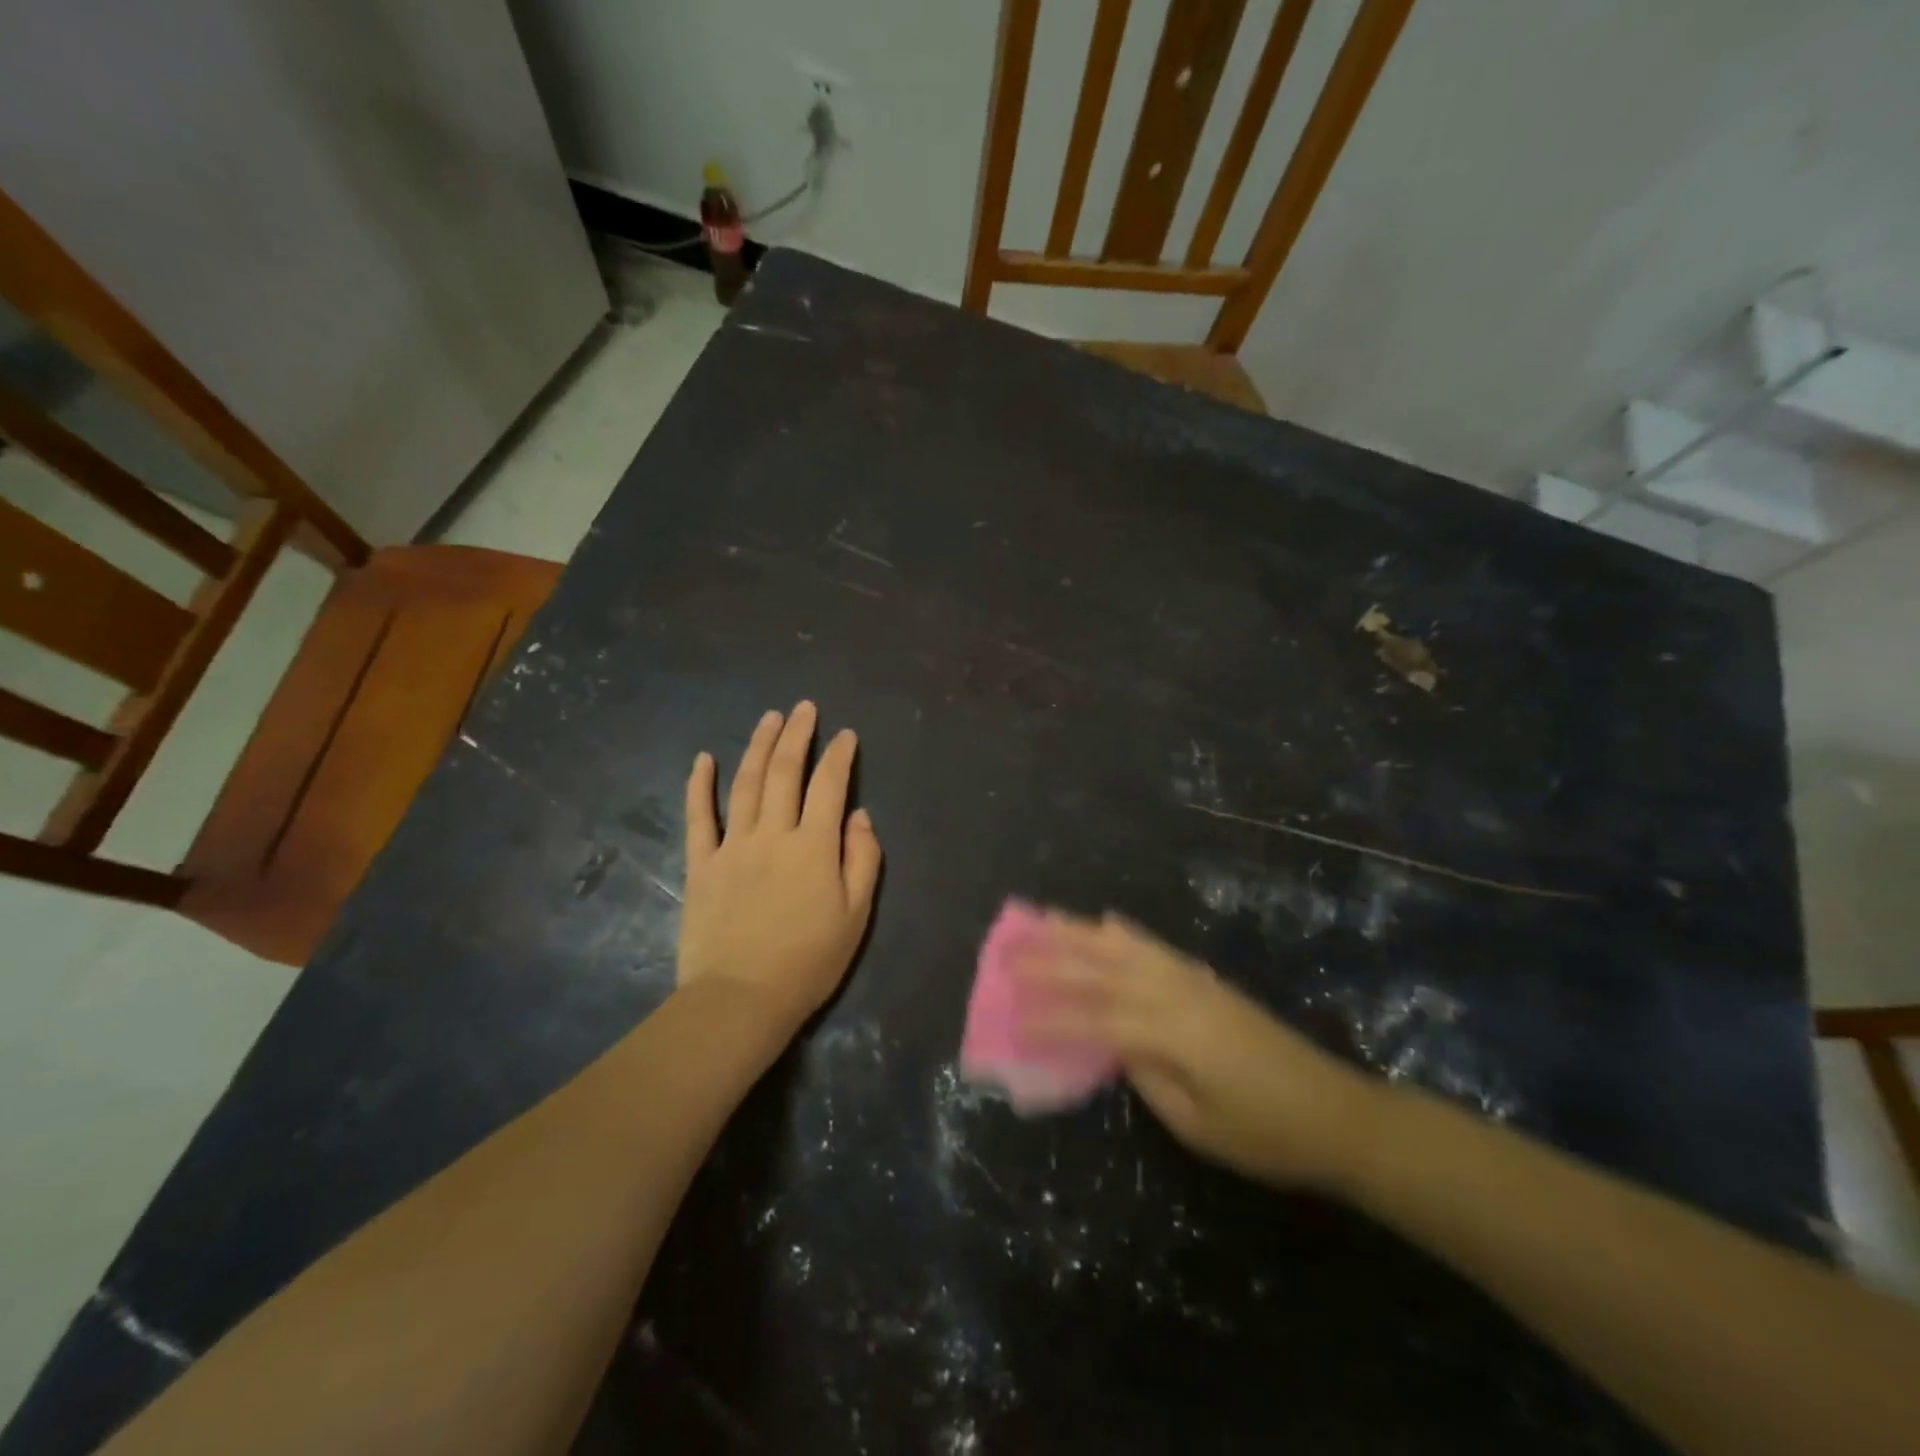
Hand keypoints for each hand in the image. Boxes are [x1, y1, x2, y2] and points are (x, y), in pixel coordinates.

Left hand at [679, 702, 882, 1032]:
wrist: (741, 998)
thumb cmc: (809, 961)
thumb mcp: (856, 915)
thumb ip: (862, 860)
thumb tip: (859, 816)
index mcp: (814, 846)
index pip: (830, 786)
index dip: (839, 756)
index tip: (845, 735)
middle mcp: (774, 834)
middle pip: (784, 772)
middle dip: (797, 735)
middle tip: (804, 708)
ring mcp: (733, 846)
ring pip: (746, 784)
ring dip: (758, 746)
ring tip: (769, 718)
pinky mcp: (701, 864)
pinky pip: (699, 817)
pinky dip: (700, 785)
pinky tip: (704, 758)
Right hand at [1021, 912, 1382, 1191]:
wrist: (1337, 1112)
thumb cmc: (1266, 1134)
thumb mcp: (1197, 1123)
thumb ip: (1148, 1077)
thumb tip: (1114, 1045)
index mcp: (1170, 1032)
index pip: (1095, 1020)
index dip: (1049, 1019)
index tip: (1009, 1017)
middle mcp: (1175, 993)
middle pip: (1101, 970)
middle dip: (1051, 960)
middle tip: (1007, 950)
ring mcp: (1193, 980)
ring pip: (1124, 948)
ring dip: (1079, 933)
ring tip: (1042, 919)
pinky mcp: (1206, 980)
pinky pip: (1156, 948)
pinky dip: (1126, 932)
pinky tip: (1107, 921)